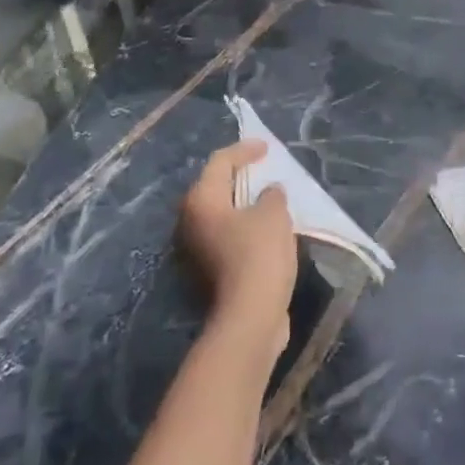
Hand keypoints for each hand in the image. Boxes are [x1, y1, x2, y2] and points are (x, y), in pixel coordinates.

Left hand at [177, 140, 297, 354]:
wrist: (250, 316)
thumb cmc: (258, 254)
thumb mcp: (273, 214)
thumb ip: (271, 195)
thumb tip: (269, 192)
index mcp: (201, 200)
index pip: (220, 162)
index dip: (244, 151)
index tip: (267, 148)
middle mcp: (190, 221)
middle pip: (215, 187)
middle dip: (240, 177)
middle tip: (265, 170)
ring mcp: (197, 249)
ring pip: (221, 214)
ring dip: (243, 204)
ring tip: (270, 198)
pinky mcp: (209, 271)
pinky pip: (228, 235)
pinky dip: (245, 227)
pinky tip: (267, 228)